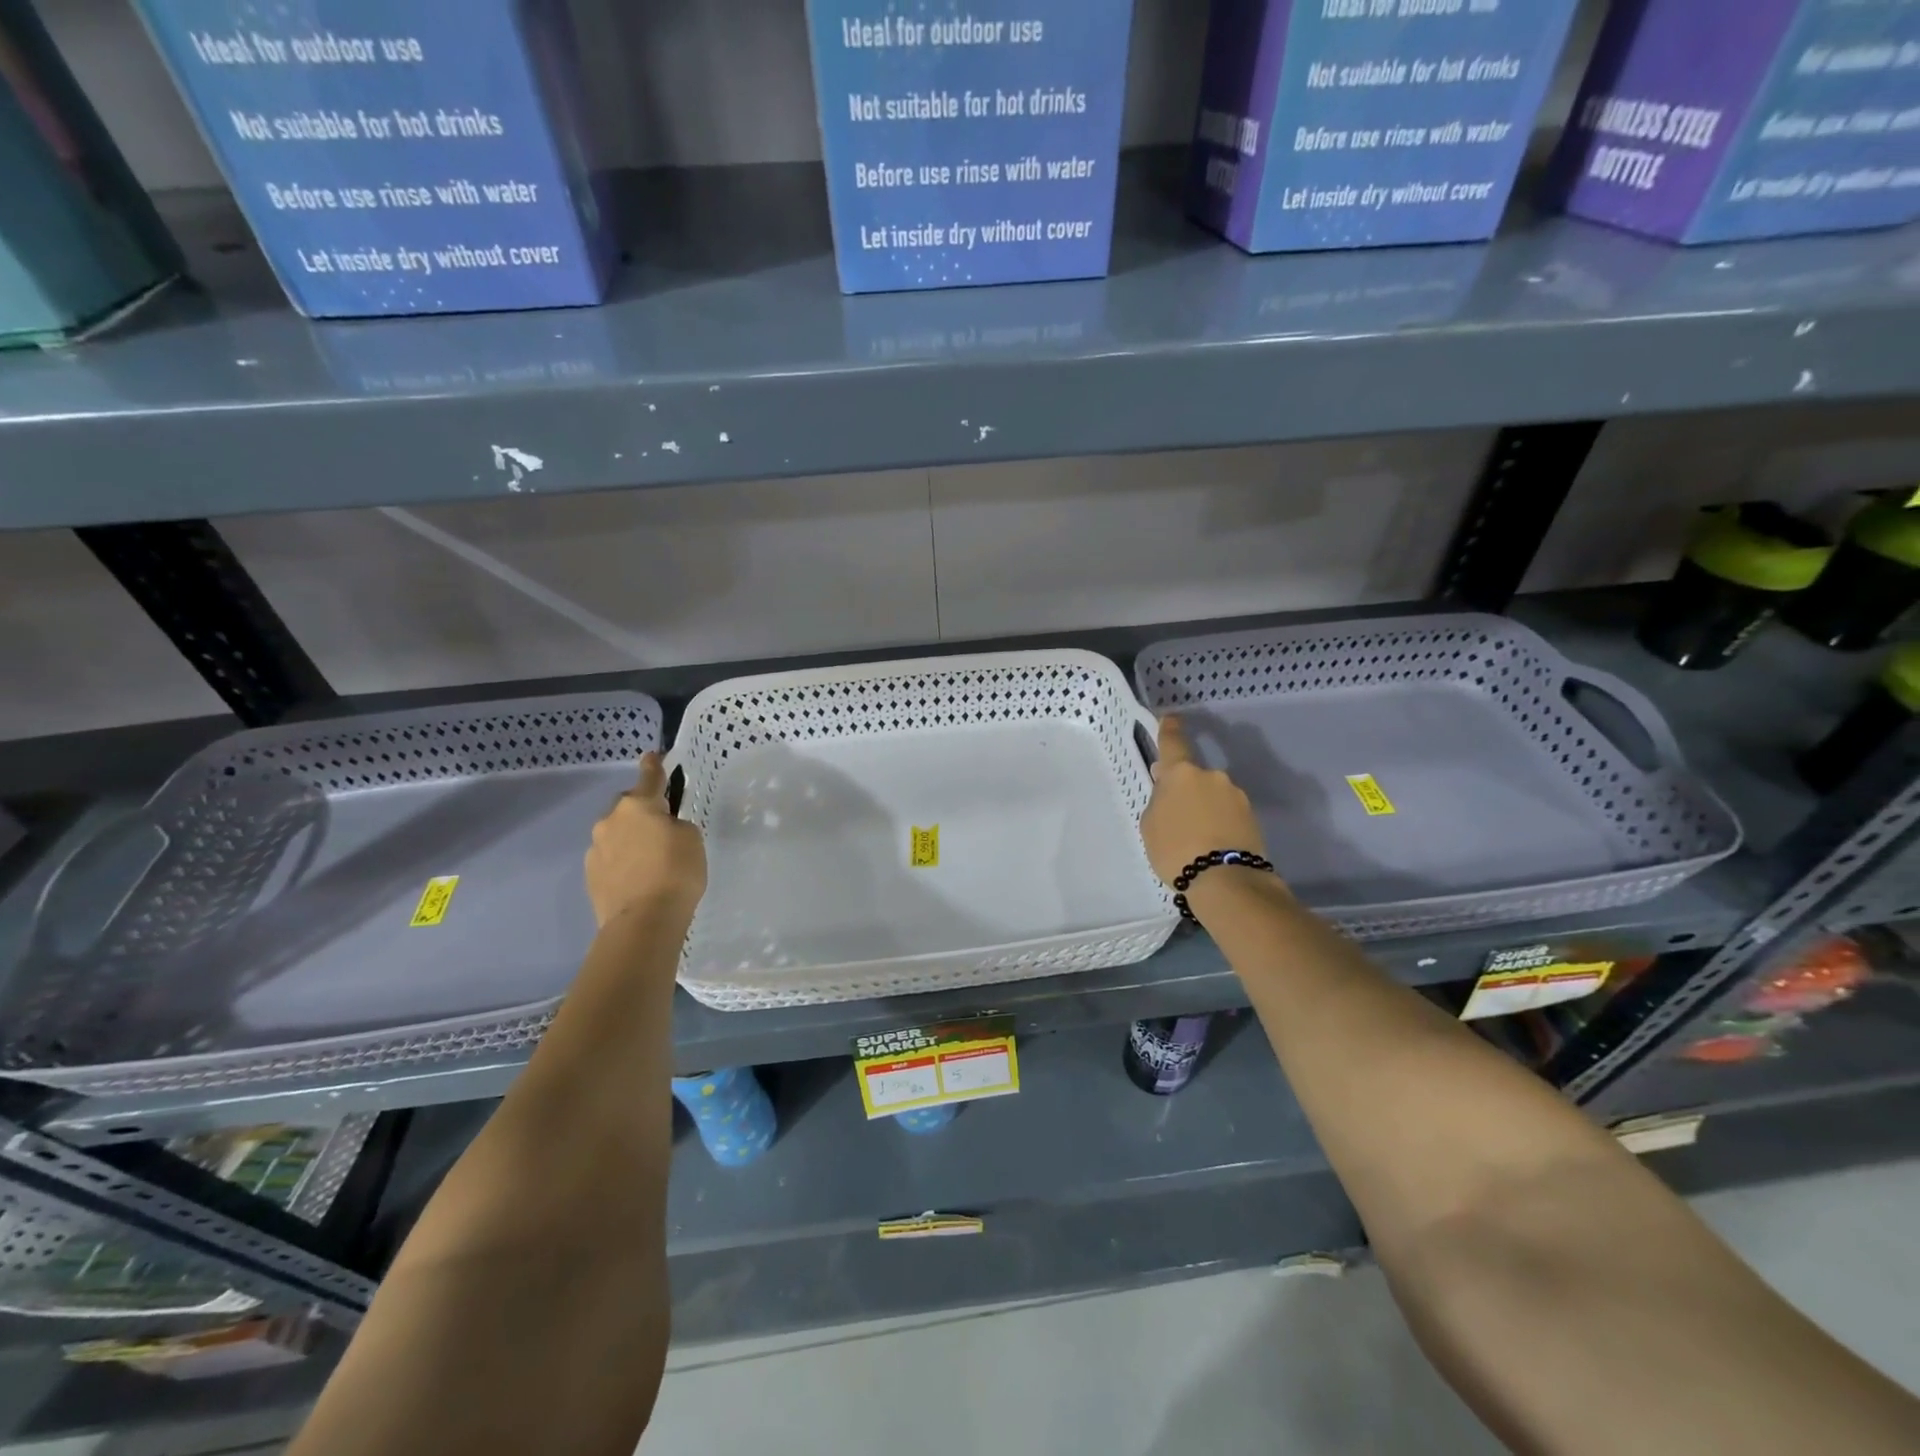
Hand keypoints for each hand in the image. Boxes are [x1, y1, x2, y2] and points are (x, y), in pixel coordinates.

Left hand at [584, 753, 706, 927]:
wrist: (643, 921)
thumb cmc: (676, 872)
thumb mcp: (692, 839)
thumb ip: (676, 825)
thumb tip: (662, 829)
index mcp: (639, 805)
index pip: (649, 777)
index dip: (654, 765)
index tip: (653, 755)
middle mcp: (611, 820)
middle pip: (628, 806)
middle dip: (642, 811)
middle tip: (661, 828)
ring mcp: (596, 848)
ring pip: (616, 833)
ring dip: (631, 838)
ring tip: (650, 859)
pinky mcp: (590, 875)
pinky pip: (610, 857)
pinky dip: (622, 861)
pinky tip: (637, 877)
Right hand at [1139, 716, 1266, 885]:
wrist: (1225, 880)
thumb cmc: (1175, 849)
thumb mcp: (1151, 824)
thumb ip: (1159, 800)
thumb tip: (1169, 789)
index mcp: (1181, 773)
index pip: (1173, 741)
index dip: (1170, 729)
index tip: (1170, 719)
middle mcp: (1212, 776)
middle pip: (1193, 775)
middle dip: (1184, 789)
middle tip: (1174, 814)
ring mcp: (1235, 795)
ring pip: (1212, 795)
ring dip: (1203, 807)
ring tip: (1195, 837)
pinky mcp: (1252, 816)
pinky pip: (1227, 813)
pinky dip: (1218, 822)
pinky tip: (1211, 844)